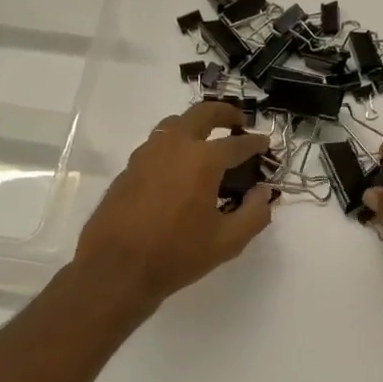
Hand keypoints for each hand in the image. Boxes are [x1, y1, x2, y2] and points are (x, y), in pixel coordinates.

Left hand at [73, 102, 273, 308]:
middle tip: (238, 122)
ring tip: (207, 141)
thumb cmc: (177, 254)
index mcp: (203, 160)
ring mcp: (146, 154)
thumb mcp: (228, 241)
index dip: (256, 143)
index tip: (265, 144)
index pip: (237, 144)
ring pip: (174, 124)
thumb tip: (263, 193)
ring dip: (195, 125)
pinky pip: (156, 145)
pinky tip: (178, 168)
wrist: (117, 268)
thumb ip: (255, 214)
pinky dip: (174, 146)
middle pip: (202, 113)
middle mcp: (174, 146)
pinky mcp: (128, 169)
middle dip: (224, 113)